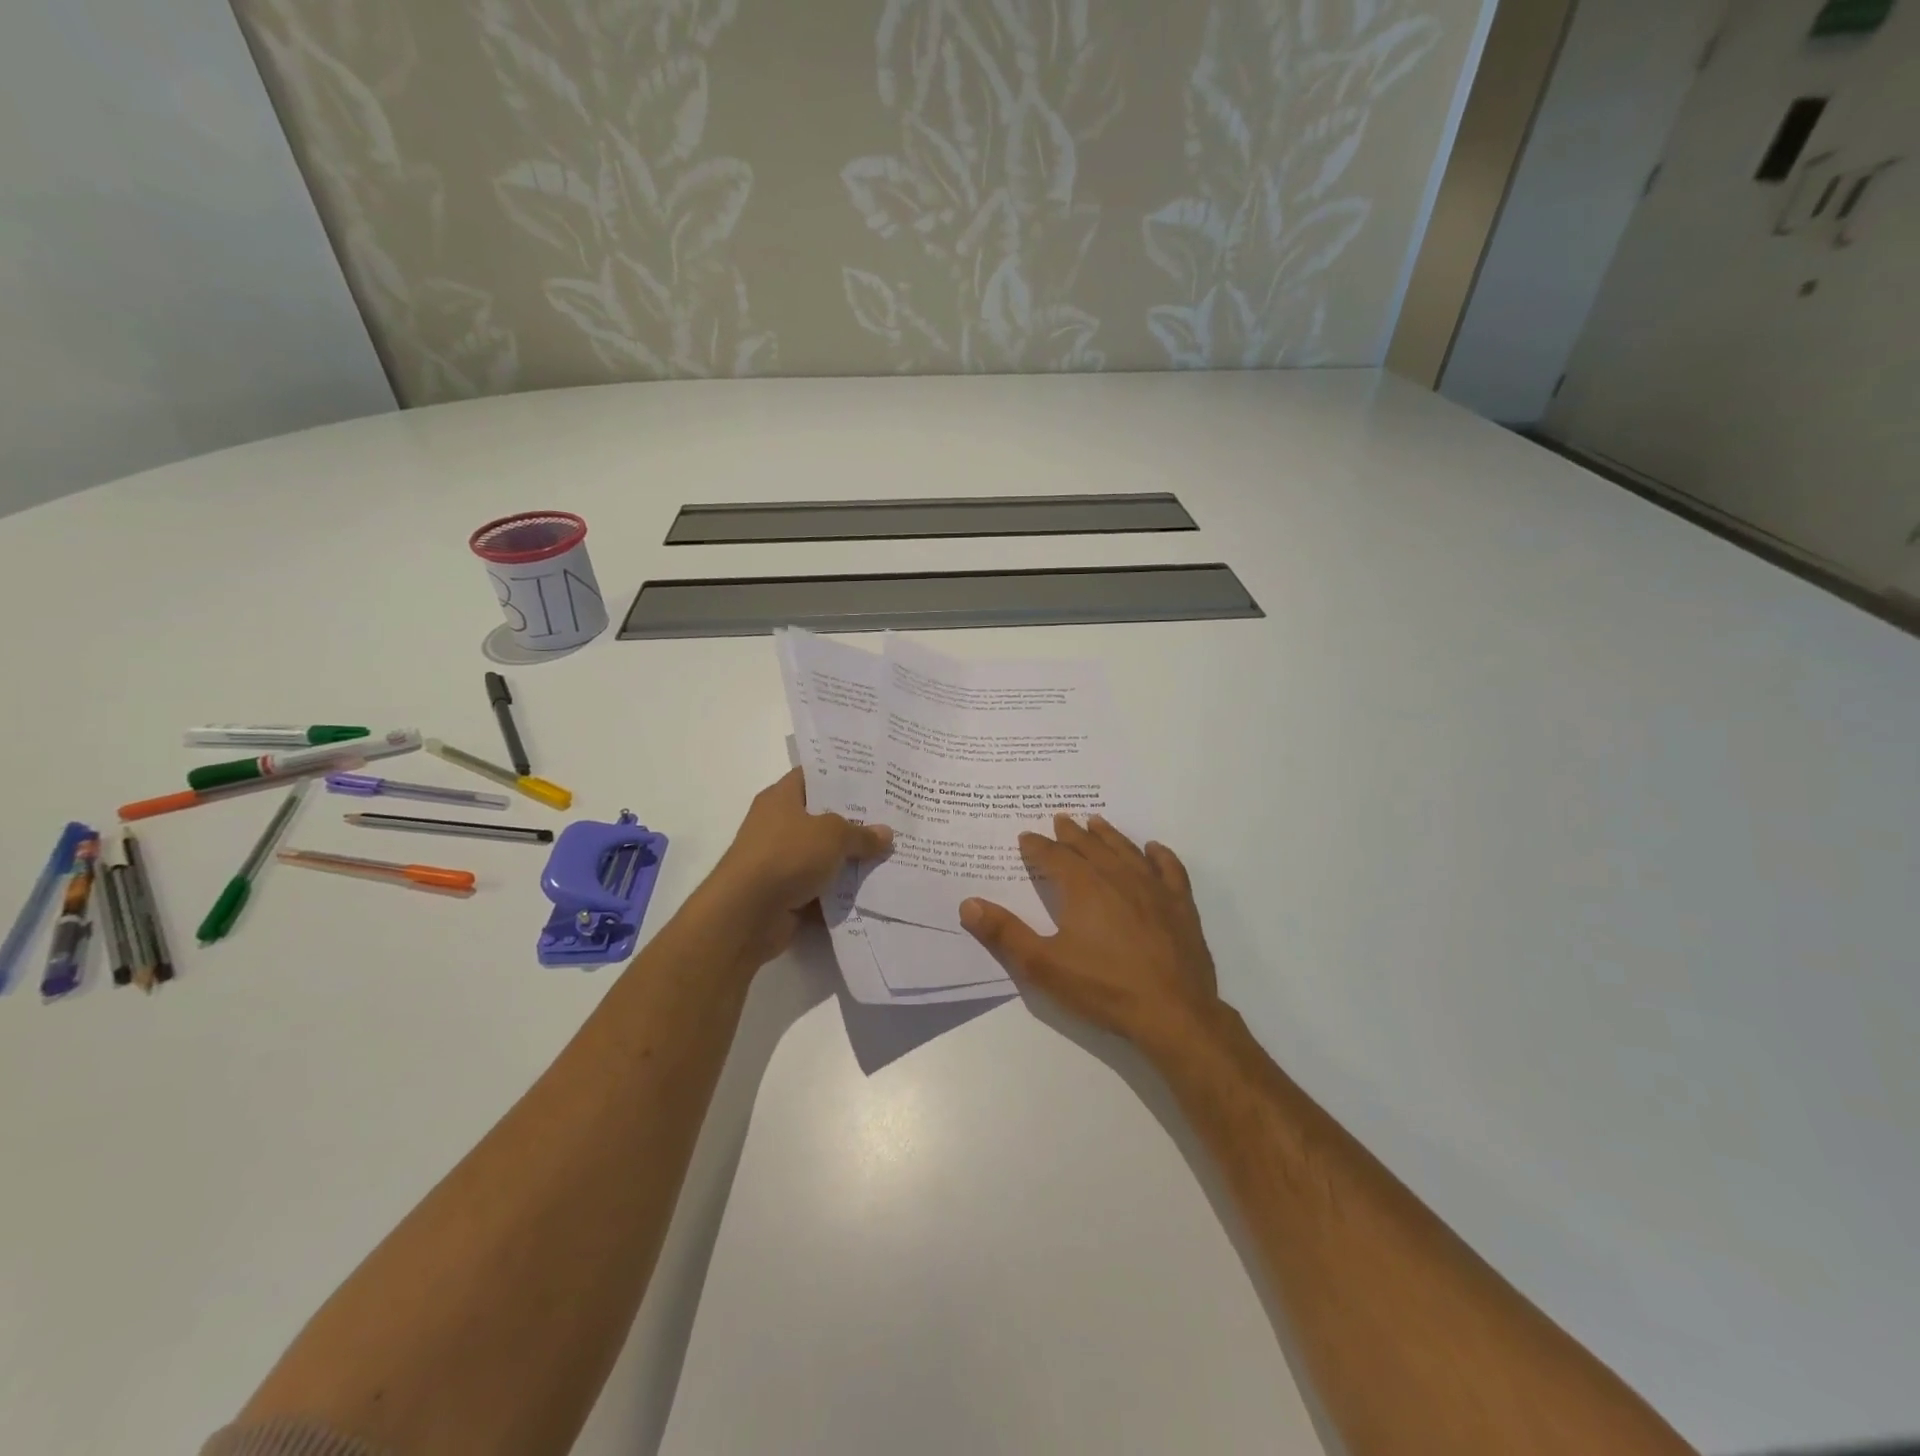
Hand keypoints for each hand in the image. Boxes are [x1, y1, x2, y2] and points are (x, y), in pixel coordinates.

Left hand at [708, 768, 891, 964]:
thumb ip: (861, 834)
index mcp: (781, 798)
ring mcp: (781, 861)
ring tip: (890, 855)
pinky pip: (821, 888)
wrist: (746, 915)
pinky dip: (841, 892)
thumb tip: (885, 834)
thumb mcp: (832, 835)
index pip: (813, 776)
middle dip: (855, 821)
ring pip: (824, 856)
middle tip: (892, 818)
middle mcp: (778, 825)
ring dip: (851, 860)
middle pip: (822, 818)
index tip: (873, 779)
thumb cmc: (786, 856)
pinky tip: (874, 889)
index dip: (841, 776)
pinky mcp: (786, 894)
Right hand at [960, 815, 1220, 1048]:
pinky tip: (1153, 849)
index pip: (1054, 857)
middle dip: (1071, 833)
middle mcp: (1117, 877)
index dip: (1037, 847)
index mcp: (1083, 887)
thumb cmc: (1103, 988)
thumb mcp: (1043, 965)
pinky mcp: (1181, 905)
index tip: (1026, 837)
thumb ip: (1005, 934)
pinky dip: (1160, 855)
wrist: (1173, 1012)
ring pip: (1126, 851)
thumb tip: (968, 904)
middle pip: (1090, 847)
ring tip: (1096, 823)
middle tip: (1060, 819)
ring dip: (1109, 836)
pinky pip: (1169, 869)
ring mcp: (1153, 888)